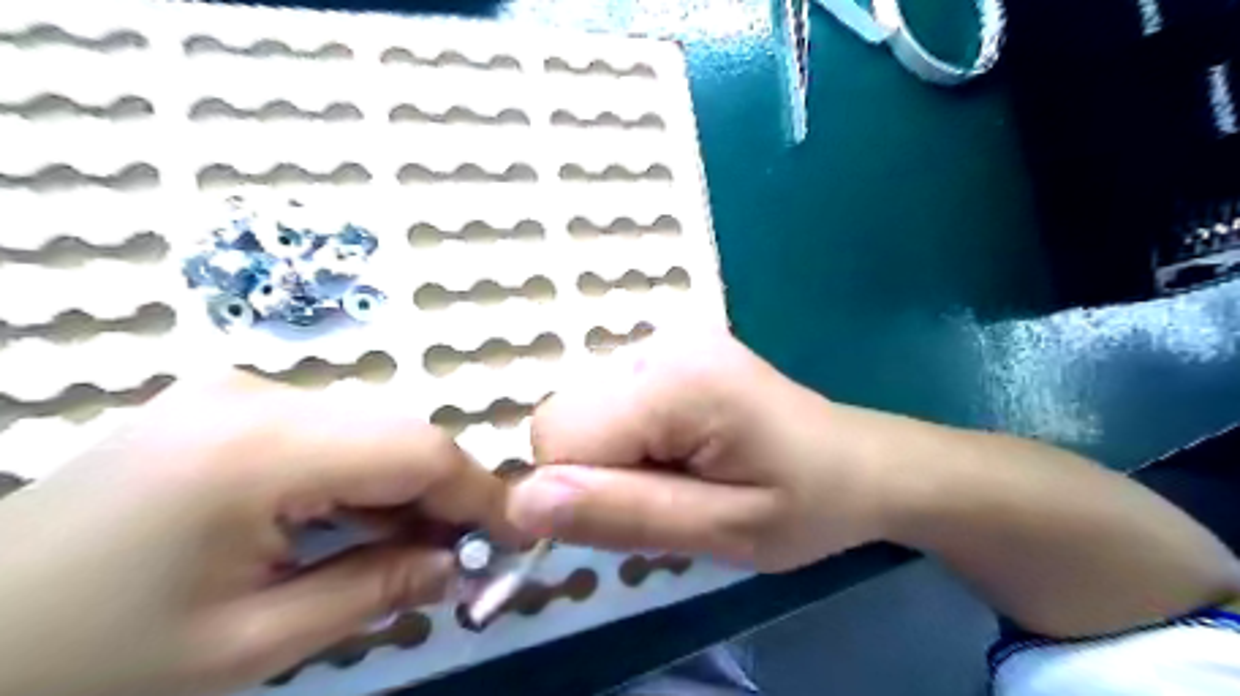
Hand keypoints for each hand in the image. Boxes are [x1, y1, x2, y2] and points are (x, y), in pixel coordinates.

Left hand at [1, 374, 506, 694]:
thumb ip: (375, 590)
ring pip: (369, 429)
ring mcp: (236, 392)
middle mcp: (255, 395)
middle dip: (442, 493)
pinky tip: (351, 525)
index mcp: (255, 448)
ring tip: (409, 549)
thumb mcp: (248, 645)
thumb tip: (460, 567)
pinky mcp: (226, 405)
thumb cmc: (84, 661)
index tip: (515, 536)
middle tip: (460, 557)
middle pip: (396, 432)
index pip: (415, 448)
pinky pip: (329, 432)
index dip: (478, 491)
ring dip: (402, 487)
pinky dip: (360, 478)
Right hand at [503, 331, 908, 571]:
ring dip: (614, 455)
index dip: (581, 492)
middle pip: (564, 416)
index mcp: (677, 380)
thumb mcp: (721, 531)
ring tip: (681, 470)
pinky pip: (607, 400)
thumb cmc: (805, 504)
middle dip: (597, 471)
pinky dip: (627, 435)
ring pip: (582, 410)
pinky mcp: (668, 348)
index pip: (558, 435)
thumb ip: (622, 514)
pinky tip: (681, 444)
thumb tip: (521, 502)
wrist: (857, 462)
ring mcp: (665, 337)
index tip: (638, 513)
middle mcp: (661, 341)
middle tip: (668, 493)